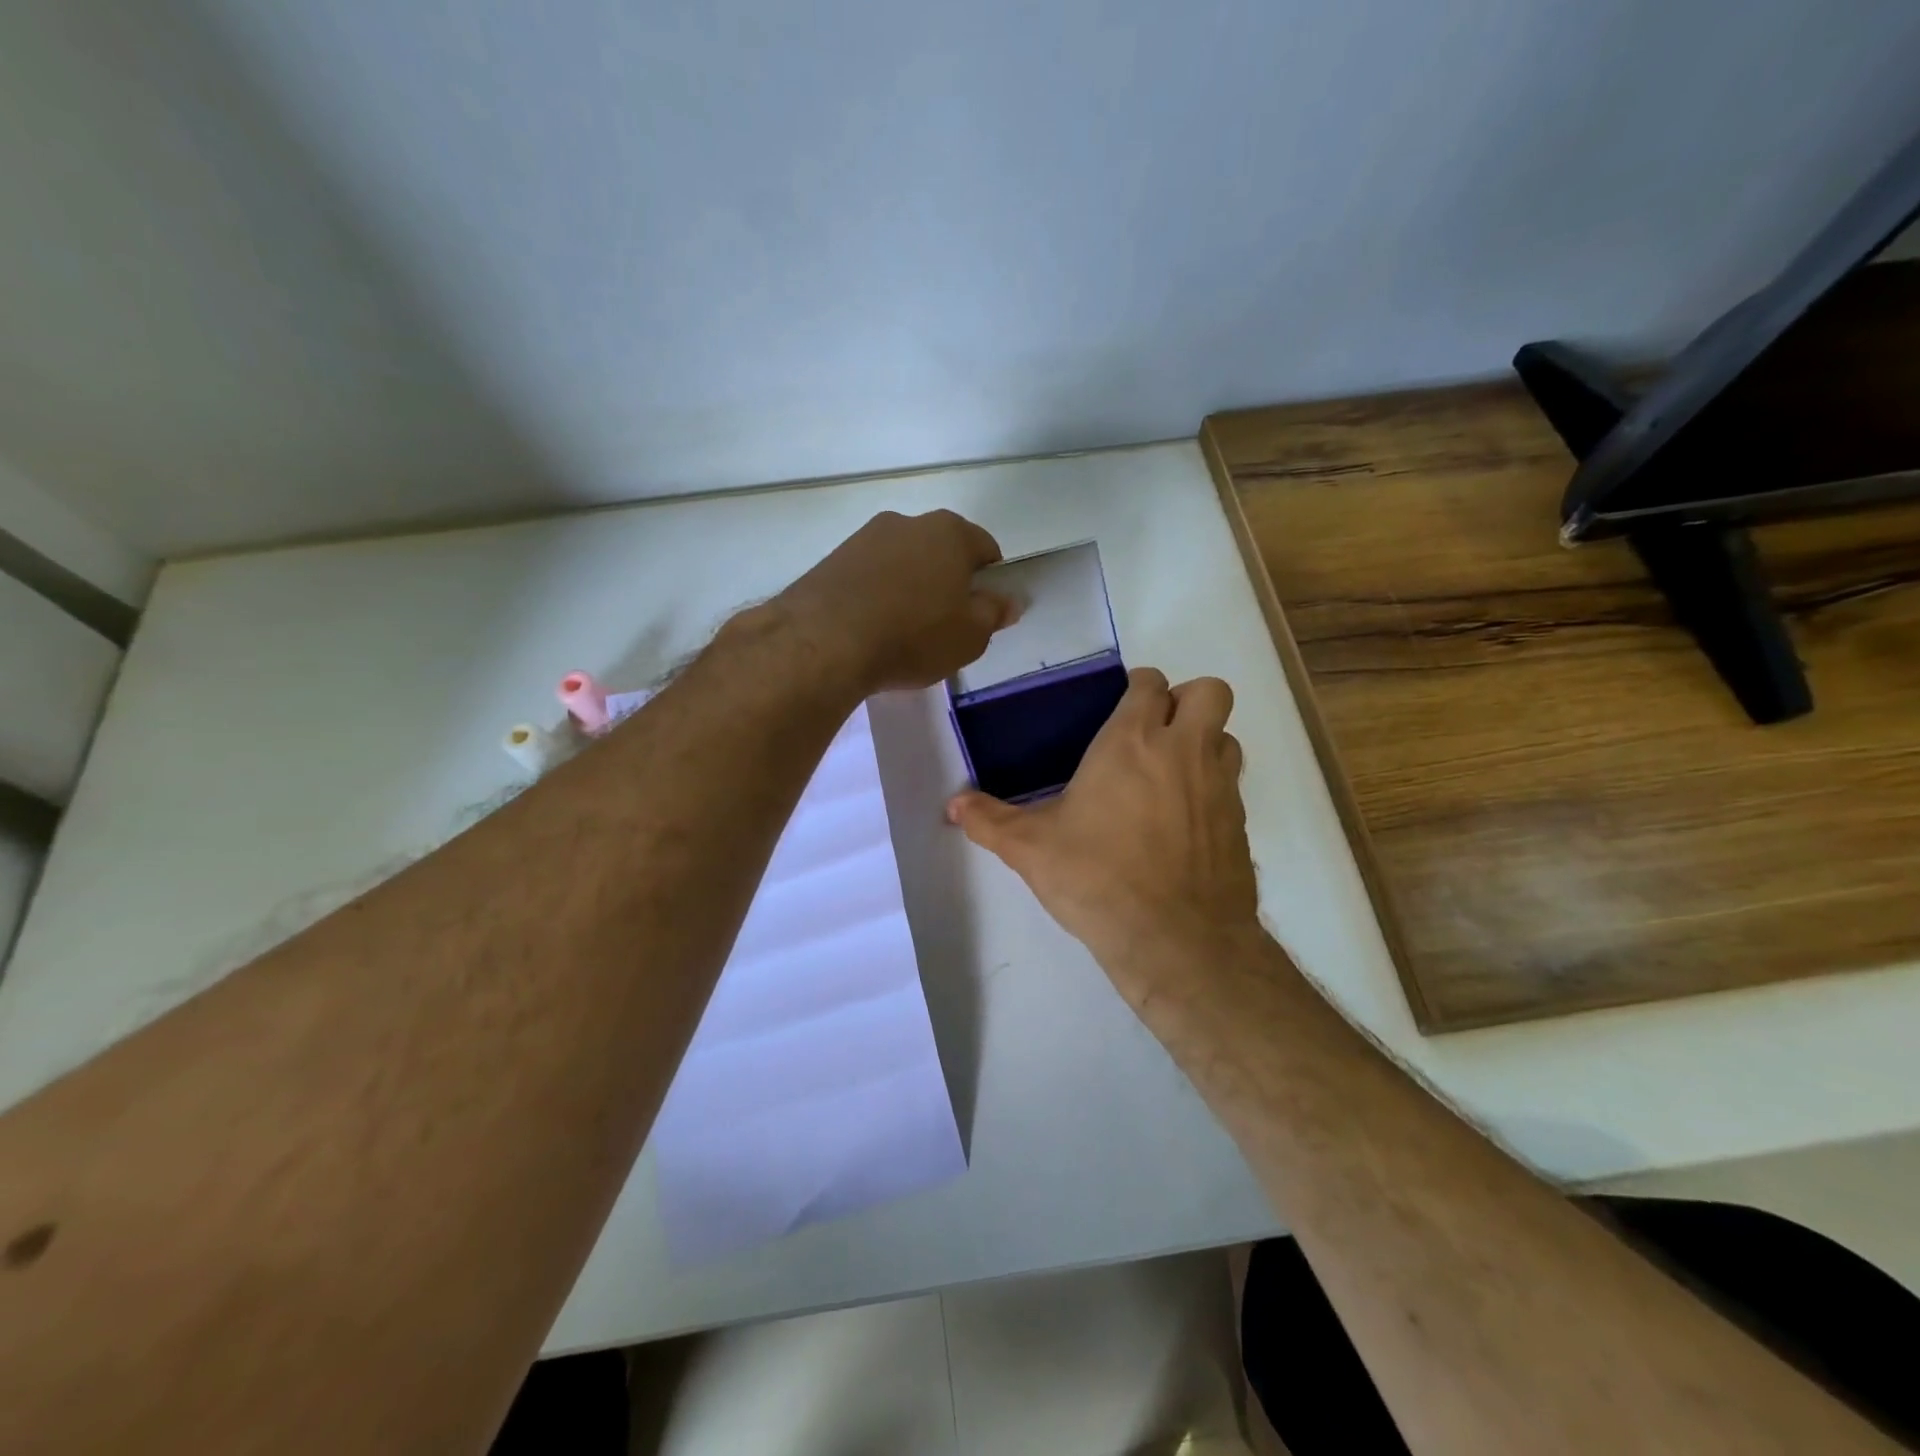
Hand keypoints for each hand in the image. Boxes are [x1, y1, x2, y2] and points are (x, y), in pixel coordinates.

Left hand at [776, 510, 1016, 692]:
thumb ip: (994, 613)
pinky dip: (876, 594)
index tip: (981, 611)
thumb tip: (1011, 600)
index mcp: (950, 532)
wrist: (824, 641)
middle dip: (946, 580)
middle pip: (940, 550)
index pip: (985, 548)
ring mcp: (865, 537)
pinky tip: (871, 627)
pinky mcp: (832, 559)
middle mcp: (908, 522)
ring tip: (902, 630)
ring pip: (901, 561)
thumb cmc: (913, 636)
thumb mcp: (970, 636)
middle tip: (943, 623)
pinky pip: (868, 575)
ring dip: (908, 586)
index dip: (989, 579)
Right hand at [946, 668, 1261, 1004]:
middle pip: (1209, 691)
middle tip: (1154, 733)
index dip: (1139, 689)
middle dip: (1186, 701)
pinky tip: (1183, 823)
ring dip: (1205, 742)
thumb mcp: (1030, 848)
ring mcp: (1220, 786)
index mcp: (1132, 741)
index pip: (1150, 683)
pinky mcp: (1239, 824)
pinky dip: (1212, 789)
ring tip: (1170, 775)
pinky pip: (1232, 785)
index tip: (1121, 709)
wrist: (1176, 940)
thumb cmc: (1097, 878)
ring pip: (1226, 736)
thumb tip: (952, 805)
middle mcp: (1185, 751)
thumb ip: (989, 820)